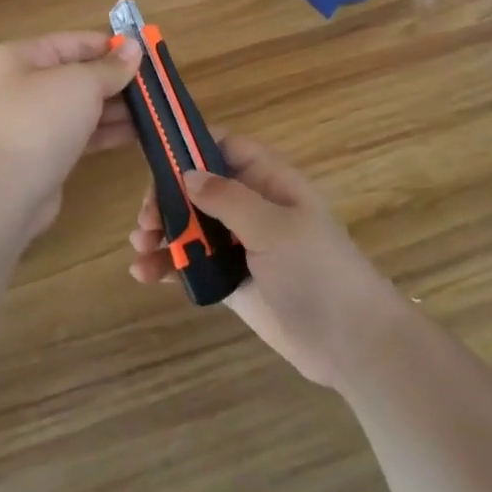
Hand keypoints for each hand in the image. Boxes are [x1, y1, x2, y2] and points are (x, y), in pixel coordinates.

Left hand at [0, 32, 142, 234]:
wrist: (5, 192)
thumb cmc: (41, 121)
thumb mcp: (81, 84)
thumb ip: (111, 67)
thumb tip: (135, 47)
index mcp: (22, 57)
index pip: (74, 42)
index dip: (110, 46)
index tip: (146, 53)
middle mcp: (23, 84)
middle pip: (78, 74)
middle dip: (117, 80)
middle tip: (156, 85)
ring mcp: (33, 120)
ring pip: (82, 106)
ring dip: (117, 107)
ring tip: (154, 110)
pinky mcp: (44, 152)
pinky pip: (81, 133)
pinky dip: (107, 131)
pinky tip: (139, 133)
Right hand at [128, 135, 405, 389]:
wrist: (352, 344)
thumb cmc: (317, 271)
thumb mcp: (274, 227)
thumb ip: (227, 198)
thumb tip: (186, 173)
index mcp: (269, 181)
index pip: (225, 147)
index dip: (192, 148)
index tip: (157, 160)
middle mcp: (251, 207)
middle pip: (198, 188)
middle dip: (166, 199)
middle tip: (145, 221)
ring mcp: (240, 245)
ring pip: (191, 226)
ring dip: (161, 233)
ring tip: (139, 249)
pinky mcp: (231, 280)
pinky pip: (193, 264)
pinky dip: (168, 265)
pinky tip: (144, 274)